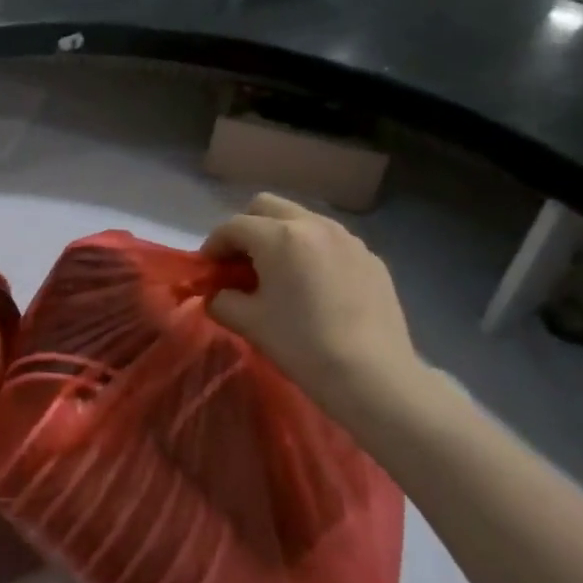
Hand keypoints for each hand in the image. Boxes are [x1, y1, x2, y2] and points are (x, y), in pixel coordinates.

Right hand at [203, 194, 430, 426]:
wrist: (373, 376)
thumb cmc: (302, 345)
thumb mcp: (249, 323)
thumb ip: (222, 300)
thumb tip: (218, 294)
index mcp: (279, 236)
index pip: (233, 226)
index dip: (214, 244)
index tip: (209, 268)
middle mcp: (313, 225)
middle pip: (267, 206)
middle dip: (247, 228)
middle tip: (242, 261)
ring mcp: (348, 239)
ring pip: (302, 219)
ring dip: (282, 236)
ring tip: (280, 272)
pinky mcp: (371, 258)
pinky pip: (331, 242)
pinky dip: (313, 252)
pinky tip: (316, 287)